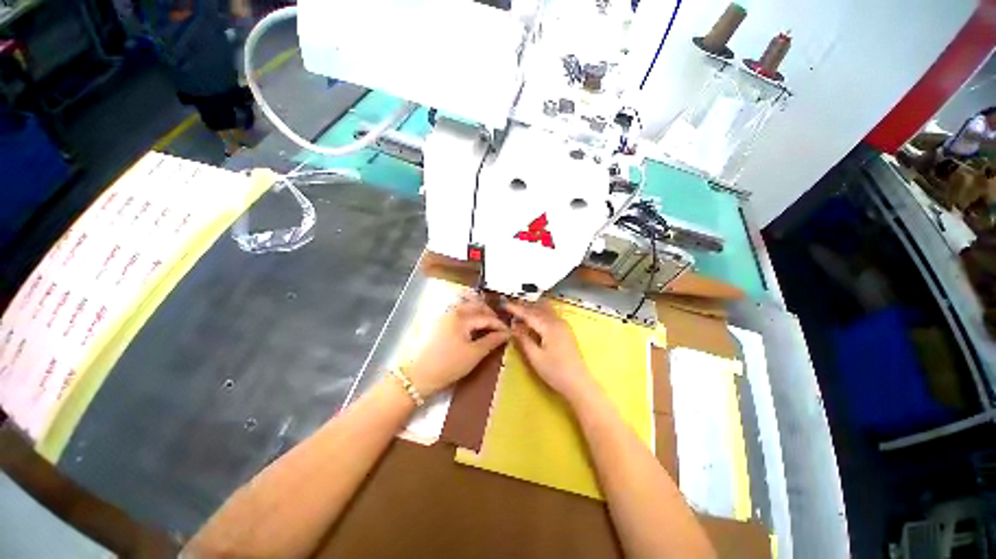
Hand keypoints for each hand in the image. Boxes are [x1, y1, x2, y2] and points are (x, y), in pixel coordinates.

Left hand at [405, 291, 509, 397]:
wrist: (419, 375)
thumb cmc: (449, 365)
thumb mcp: (474, 354)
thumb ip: (492, 341)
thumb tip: (506, 334)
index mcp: (462, 317)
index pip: (486, 317)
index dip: (500, 325)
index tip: (509, 333)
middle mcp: (453, 311)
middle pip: (477, 306)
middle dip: (490, 314)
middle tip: (499, 327)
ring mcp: (445, 315)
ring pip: (467, 307)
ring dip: (480, 313)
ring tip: (488, 326)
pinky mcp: (440, 321)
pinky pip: (460, 312)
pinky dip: (470, 316)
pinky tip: (474, 326)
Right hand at [505, 299, 596, 403]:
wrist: (578, 383)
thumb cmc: (555, 371)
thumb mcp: (535, 357)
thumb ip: (523, 339)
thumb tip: (513, 327)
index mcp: (549, 326)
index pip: (529, 314)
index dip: (516, 309)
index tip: (504, 305)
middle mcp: (557, 321)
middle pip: (538, 310)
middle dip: (523, 307)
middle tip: (509, 307)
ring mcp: (563, 325)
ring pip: (545, 312)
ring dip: (532, 310)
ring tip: (519, 310)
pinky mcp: (566, 331)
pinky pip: (550, 316)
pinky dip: (539, 315)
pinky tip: (533, 319)